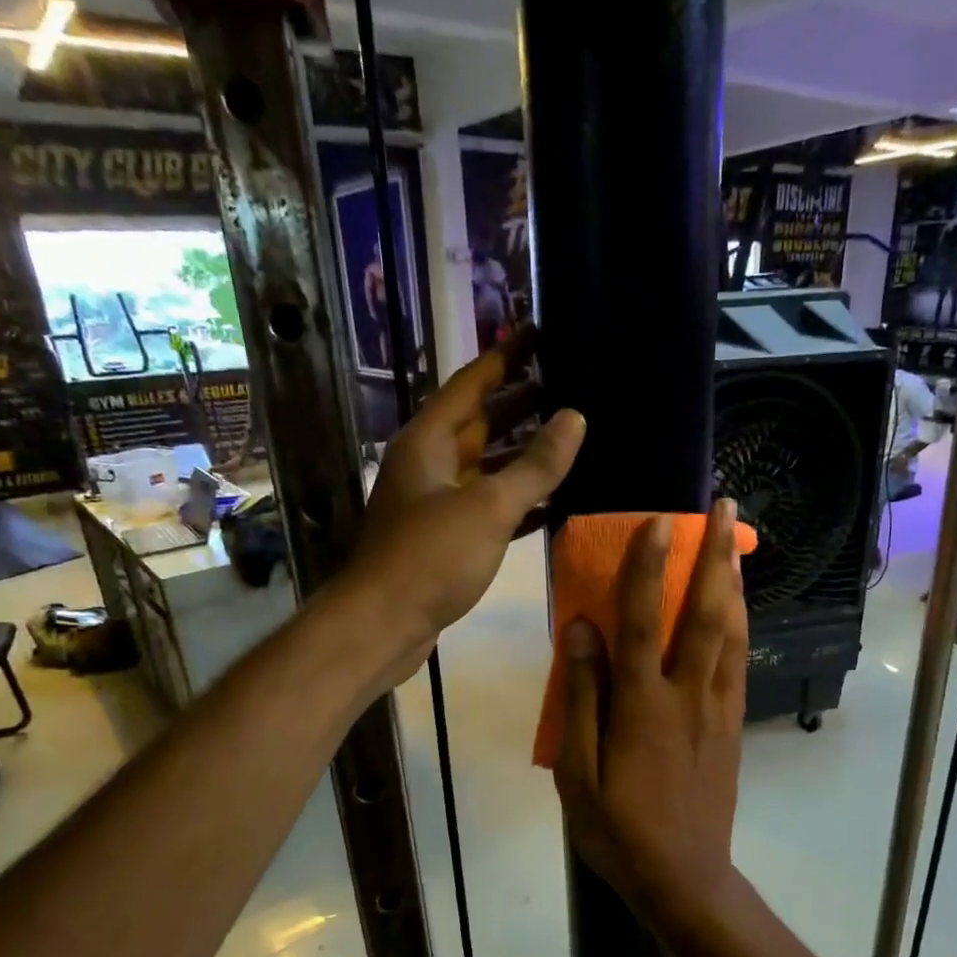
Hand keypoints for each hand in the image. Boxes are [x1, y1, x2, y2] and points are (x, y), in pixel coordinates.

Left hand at [341, 329, 585, 681]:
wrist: (382, 624)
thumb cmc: (430, 556)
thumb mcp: (488, 506)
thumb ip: (535, 465)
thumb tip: (574, 417)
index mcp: (429, 440)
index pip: (472, 382)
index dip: (508, 355)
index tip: (542, 332)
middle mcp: (430, 463)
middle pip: (481, 422)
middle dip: (523, 403)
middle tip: (572, 385)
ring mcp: (436, 503)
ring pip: (487, 466)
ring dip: (524, 455)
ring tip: (573, 439)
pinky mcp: (445, 538)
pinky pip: (489, 506)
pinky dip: (519, 501)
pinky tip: (555, 502)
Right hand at [554, 500, 747, 921]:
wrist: (684, 878)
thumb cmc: (618, 829)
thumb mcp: (576, 772)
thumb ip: (581, 698)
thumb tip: (583, 630)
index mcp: (643, 705)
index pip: (646, 621)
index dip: (650, 568)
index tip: (658, 521)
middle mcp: (688, 695)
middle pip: (707, 613)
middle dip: (716, 555)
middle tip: (725, 508)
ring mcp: (718, 710)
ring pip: (733, 633)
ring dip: (734, 581)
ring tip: (736, 542)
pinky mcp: (733, 726)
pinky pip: (740, 663)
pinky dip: (741, 625)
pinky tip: (739, 608)